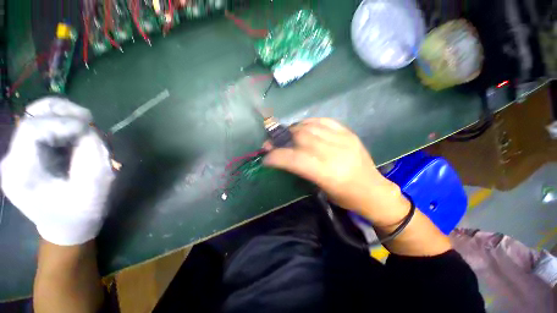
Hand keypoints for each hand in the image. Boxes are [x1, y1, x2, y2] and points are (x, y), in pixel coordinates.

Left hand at [1, 97, 114, 245]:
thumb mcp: (93, 190)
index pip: (32, 129)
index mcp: (21, 174)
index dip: (62, 122)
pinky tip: (77, 135)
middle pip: (31, 117)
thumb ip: (91, 158)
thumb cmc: (80, 214)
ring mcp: (19, 155)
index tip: (89, 129)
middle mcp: (13, 160)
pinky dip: (63, 124)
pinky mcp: (29, 153)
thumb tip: (89, 132)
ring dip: (63, 116)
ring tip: (85, 126)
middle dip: (62, 112)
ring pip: (37, 117)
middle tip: (89, 120)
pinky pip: (44, 127)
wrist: (67, 228)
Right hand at [263, 118, 409, 225]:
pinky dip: (308, 122)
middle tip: (272, 143)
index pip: (295, 159)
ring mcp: (343, 140)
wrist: (374, 191)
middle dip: (282, 139)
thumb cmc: (345, 197)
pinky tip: (302, 127)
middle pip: (300, 137)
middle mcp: (335, 153)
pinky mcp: (348, 133)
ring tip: (286, 135)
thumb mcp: (320, 188)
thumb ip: (301, 170)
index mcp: (327, 173)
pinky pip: (324, 121)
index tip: (266, 156)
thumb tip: (283, 156)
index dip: (276, 156)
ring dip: (293, 129)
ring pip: (310, 127)